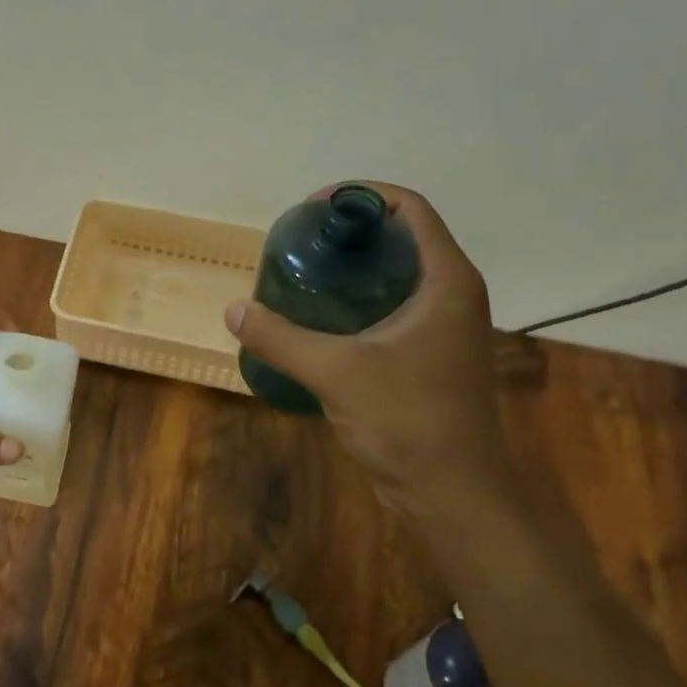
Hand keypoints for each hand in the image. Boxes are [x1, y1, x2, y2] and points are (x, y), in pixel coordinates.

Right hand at [226, 183, 513, 509]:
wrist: (451, 491)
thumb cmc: (406, 421)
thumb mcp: (336, 372)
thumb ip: (281, 338)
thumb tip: (234, 310)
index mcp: (447, 282)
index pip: (411, 210)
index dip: (362, 195)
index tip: (312, 208)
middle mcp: (453, 295)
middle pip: (403, 237)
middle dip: (351, 231)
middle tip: (301, 242)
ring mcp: (445, 327)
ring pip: (398, 274)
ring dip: (355, 265)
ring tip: (304, 272)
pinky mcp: (431, 354)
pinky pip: (393, 306)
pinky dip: (358, 298)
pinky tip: (320, 316)